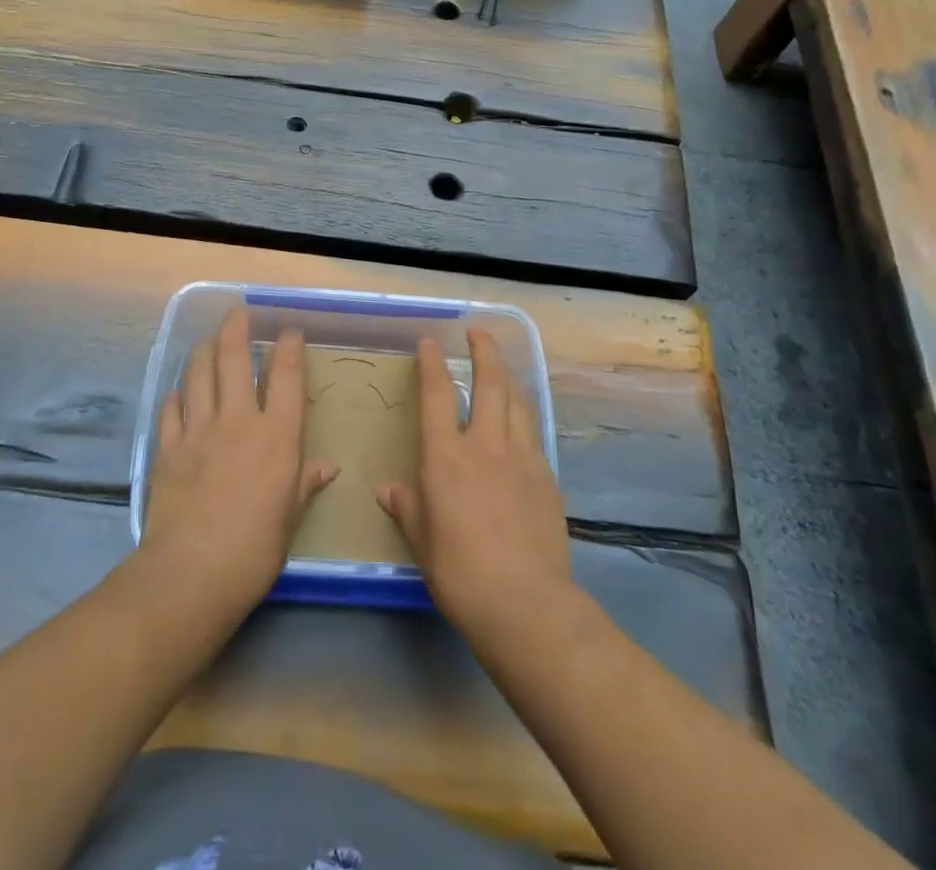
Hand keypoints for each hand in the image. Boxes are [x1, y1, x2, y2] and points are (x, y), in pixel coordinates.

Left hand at [139, 309, 336, 620]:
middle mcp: (238, 420)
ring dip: (204, 351)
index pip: (286, 376)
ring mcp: (198, 430)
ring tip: (209, 341)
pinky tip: (179, 391)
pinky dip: (177, 394)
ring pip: (199, 374)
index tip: (289, 331)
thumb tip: (328, 468)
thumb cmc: (255, 549)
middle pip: (235, 359)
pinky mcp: (167, 448)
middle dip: (237, 329)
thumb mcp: (290, 517)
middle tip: (239, 314)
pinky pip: (171, 408)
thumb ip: (305, 483)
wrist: (191, 573)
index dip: (289, 347)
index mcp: (276, 436)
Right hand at [378, 330, 572, 646]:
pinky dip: (523, 419)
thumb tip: (389, 490)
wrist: (525, 603)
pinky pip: (533, 435)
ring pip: (517, 403)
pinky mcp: (547, 477)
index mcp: (446, 457)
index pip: (436, 395)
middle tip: (478, 333)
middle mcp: (485, 445)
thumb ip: (407, 507)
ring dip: (508, 379)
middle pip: (489, 383)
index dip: (432, 363)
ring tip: (501, 370)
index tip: (430, 342)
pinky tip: (521, 427)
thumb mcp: (422, 541)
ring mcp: (521, 458)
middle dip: (484, 351)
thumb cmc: (460, 572)